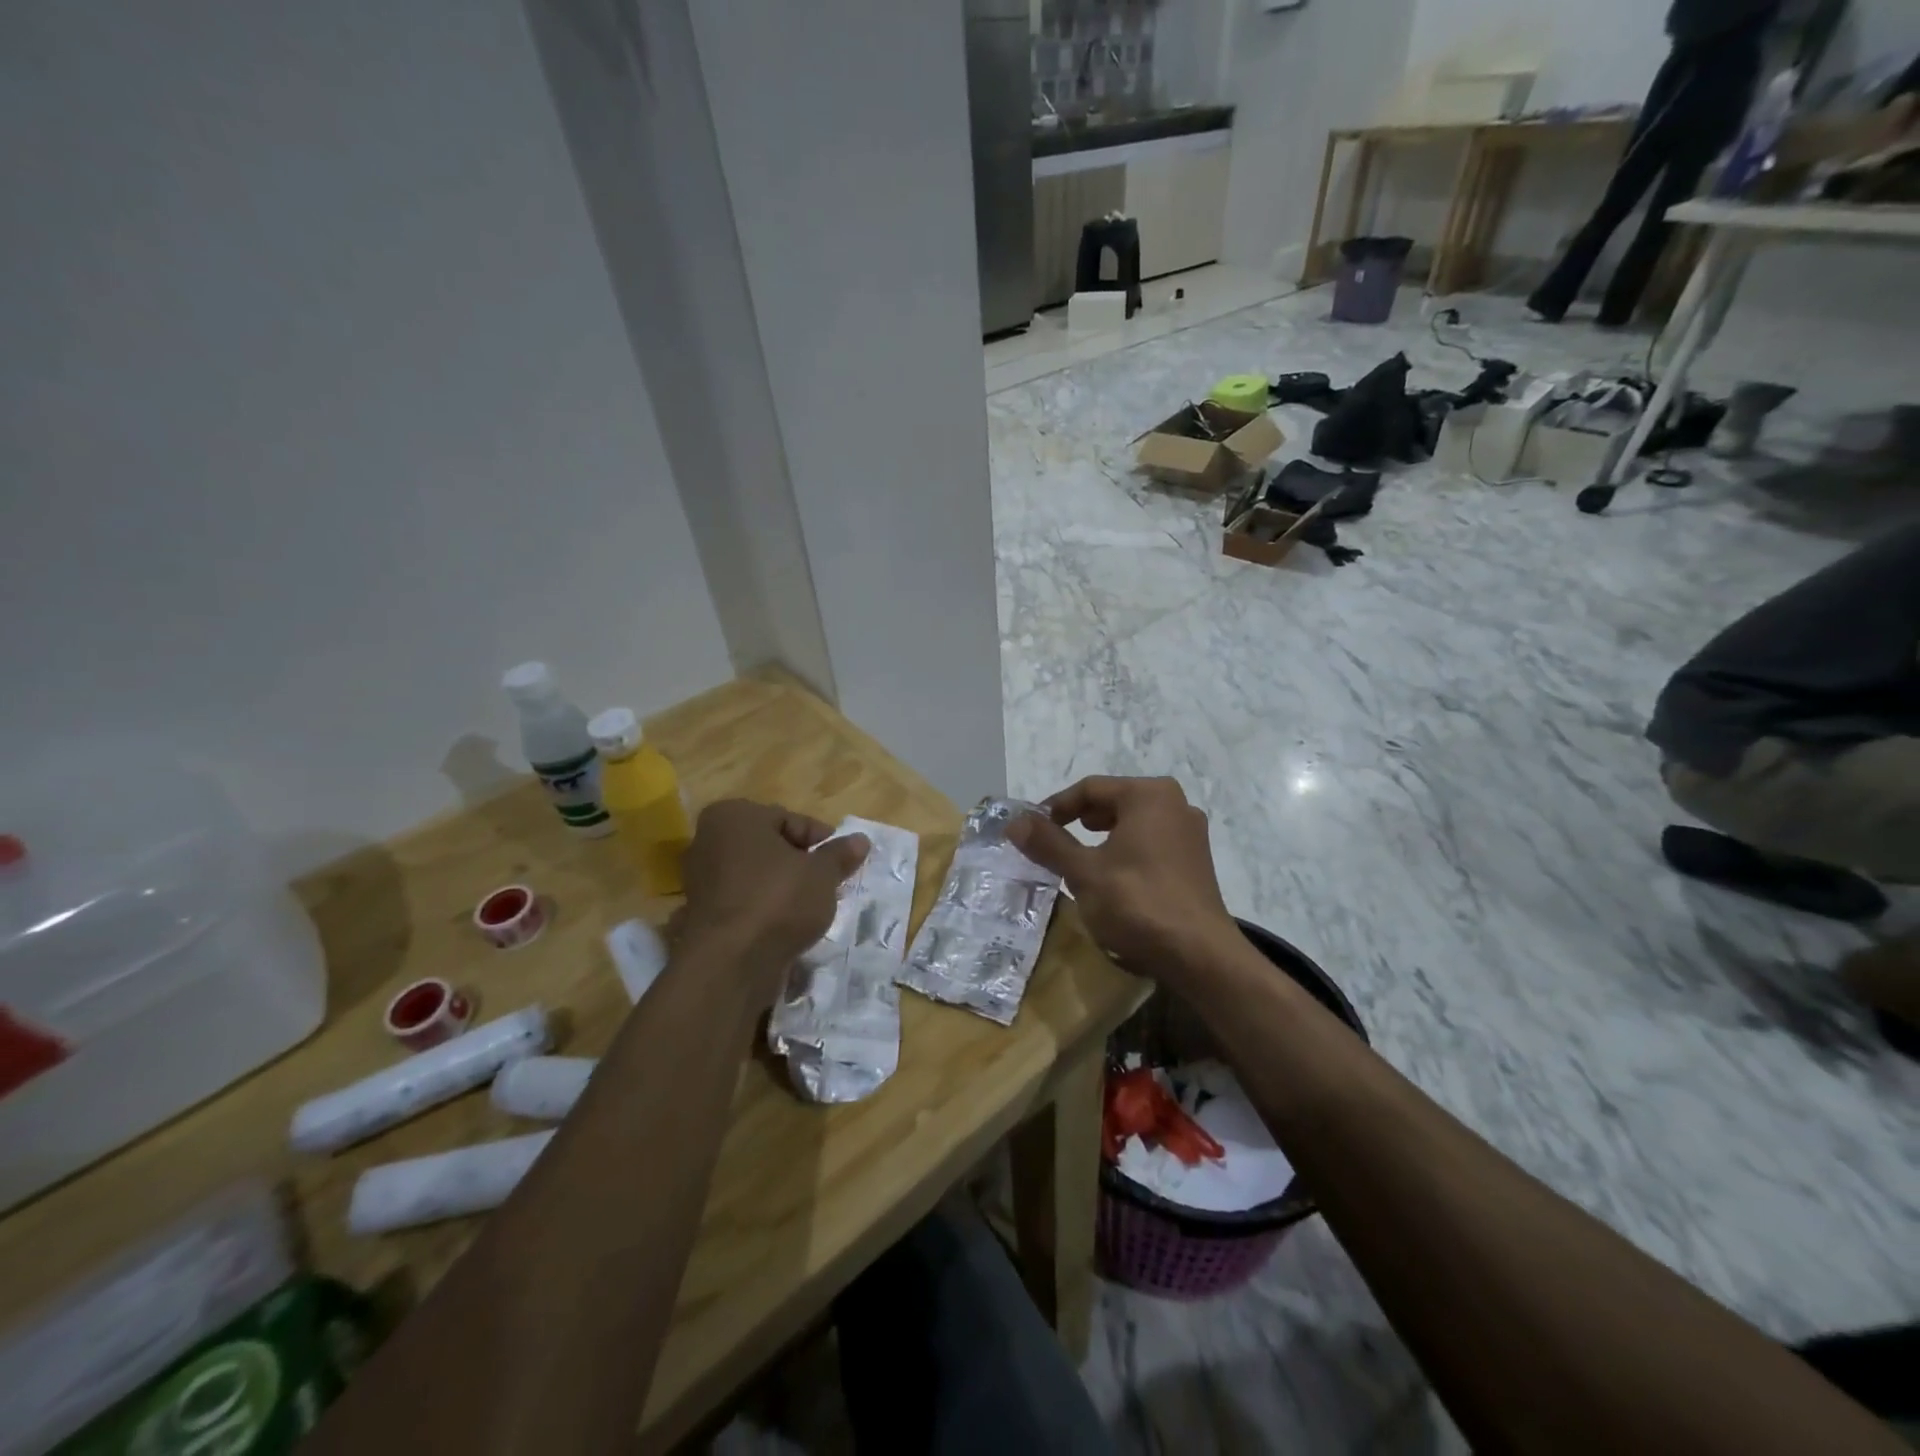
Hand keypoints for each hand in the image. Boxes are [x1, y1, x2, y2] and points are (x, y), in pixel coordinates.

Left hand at [678, 800, 868, 994]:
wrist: (730, 964)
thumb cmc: (778, 900)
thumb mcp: (822, 873)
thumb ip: (840, 854)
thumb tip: (861, 840)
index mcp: (734, 816)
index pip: (788, 819)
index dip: (819, 840)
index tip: (839, 861)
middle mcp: (708, 840)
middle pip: (770, 847)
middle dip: (800, 863)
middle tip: (828, 883)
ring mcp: (701, 880)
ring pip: (756, 876)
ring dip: (783, 888)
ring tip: (811, 908)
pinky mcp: (702, 915)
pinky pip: (744, 902)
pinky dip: (764, 909)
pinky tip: (786, 926)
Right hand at [1008, 776, 1238, 980]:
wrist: (1200, 956)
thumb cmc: (1137, 904)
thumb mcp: (1083, 872)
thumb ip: (1048, 843)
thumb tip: (1014, 821)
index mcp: (1149, 795)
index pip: (1090, 788)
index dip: (1056, 807)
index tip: (1032, 830)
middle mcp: (1175, 804)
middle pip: (1114, 801)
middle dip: (1079, 819)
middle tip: (1054, 841)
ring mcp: (1190, 833)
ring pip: (1134, 822)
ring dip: (1103, 836)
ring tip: (1080, 856)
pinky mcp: (1196, 861)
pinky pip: (1152, 842)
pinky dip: (1126, 850)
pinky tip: (1113, 876)